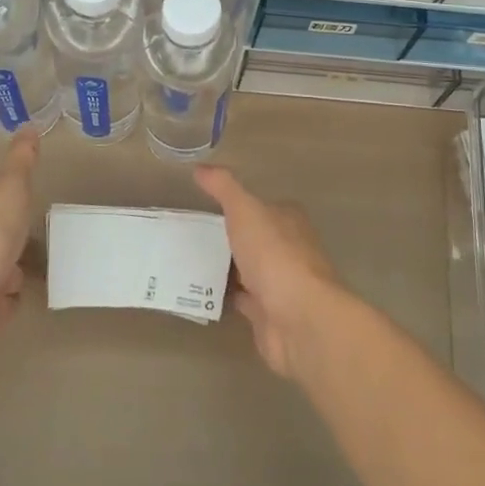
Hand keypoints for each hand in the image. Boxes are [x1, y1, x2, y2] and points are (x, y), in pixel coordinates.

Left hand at [0, 130, 39, 361]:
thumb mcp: (9, 187)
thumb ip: (20, 161)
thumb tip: (28, 126)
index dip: (11, 198)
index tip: (31, 196)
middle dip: (16, 238)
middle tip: (45, 236)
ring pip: (2, 273)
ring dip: (15, 273)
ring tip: (44, 269)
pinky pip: (2, 306)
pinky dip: (11, 303)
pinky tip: (27, 298)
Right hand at [194, 166, 343, 377]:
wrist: (298, 318)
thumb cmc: (274, 255)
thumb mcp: (245, 210)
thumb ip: (223, 188)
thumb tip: (200, 168)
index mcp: (289, 220)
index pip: (264, 207)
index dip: (240, 206)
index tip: (208, 208)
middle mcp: (289, 249)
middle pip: (256, 239)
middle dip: (230, 238)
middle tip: (190, 236)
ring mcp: (281, 283)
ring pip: (248, 270)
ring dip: (225, 268)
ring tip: (186, 262)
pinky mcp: (269, 313)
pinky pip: (241, 300)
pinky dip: (224, 296)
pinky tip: (199, 292)